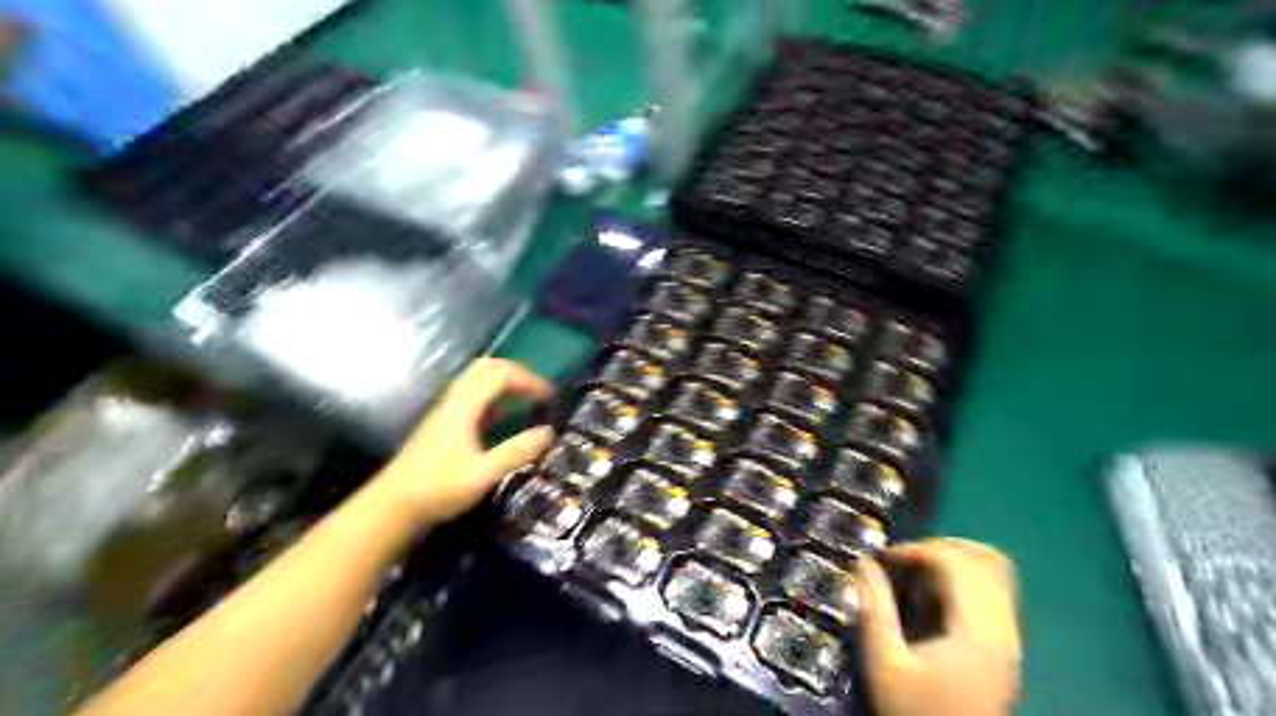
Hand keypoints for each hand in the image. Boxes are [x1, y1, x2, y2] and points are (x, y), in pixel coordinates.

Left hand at [381, 358, 555, 526]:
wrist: (392, 507)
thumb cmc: (438, 489)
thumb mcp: (482, 475)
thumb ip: (515, 452)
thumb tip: (548, 431)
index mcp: (463, 408)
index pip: (499, 376)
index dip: (527, 379)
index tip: (550, 396)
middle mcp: (453, 403)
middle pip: (485, 368)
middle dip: (515, 372)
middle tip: (537, 389)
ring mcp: (445, 413)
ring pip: (476, 381)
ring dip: (503, 383)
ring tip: (525, 399)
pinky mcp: (442, 426)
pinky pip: (471, 398)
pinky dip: (493, 398)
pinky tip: (503, 418)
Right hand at [850, 537, 1023, 715]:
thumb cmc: (916, 714)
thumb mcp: (884, 664)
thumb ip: (874, 609)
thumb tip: (862, 563)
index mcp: (976, 631)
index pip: (958, 563)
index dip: (919, 549)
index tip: (887, 558)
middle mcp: (1002, 629)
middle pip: (987, 560)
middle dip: (941, 547)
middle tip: (906, 559)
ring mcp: (1010, 639)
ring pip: (998, 573)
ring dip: (958, 560)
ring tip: (921, 571)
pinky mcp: (1007, 648)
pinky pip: (996, 593)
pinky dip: (967, 579)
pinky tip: (937, 597)